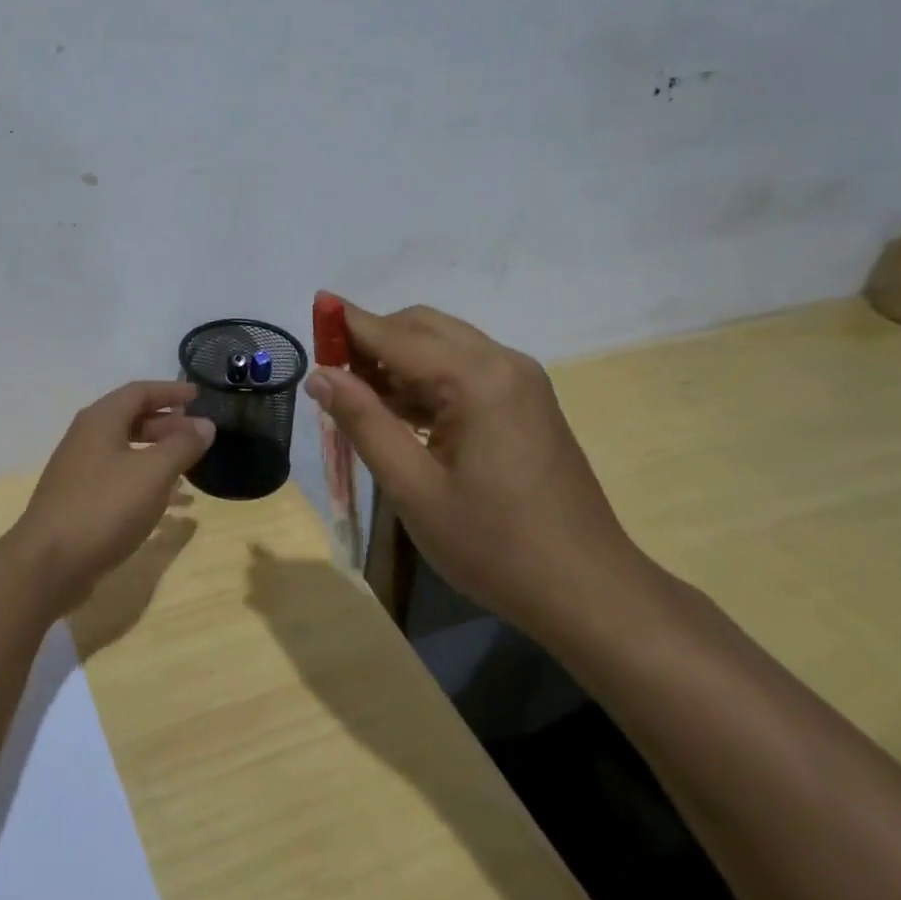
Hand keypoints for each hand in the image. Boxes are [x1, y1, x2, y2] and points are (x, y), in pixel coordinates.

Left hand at [9, 381, 214, 614]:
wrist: (47, 564)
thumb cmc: (104, 507)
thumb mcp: (153, 473)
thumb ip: (182, 446)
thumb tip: (206, 424)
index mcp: (101, 420)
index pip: (140, 391)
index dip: (171, 391)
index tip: (198, 396)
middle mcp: (86, 437)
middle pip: (131, 419)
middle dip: (167, 423)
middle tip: (198, 434)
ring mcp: (79, 470)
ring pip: (125, 450)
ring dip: (158, 453)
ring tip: (188, 467)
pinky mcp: (78, 500)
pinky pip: (118, 477)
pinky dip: (144, 479)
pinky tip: (164, 501)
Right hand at [304, 296, 645, 640]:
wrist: (587, 590)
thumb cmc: (494, 545)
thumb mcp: (413, 488)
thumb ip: (363, 422)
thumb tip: (320, 375)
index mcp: (476, 378)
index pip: (395, 334)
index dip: (348, 323)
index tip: (313, 309)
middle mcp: (503, 362)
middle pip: (422, 327)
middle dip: (372, 340)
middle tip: (332, 375)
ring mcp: (521, 381)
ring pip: (444, 345)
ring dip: (398, 359)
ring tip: (358, 397)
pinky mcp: (527, 401)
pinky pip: (465, 369)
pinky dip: (427, 379)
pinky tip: (401, 412)